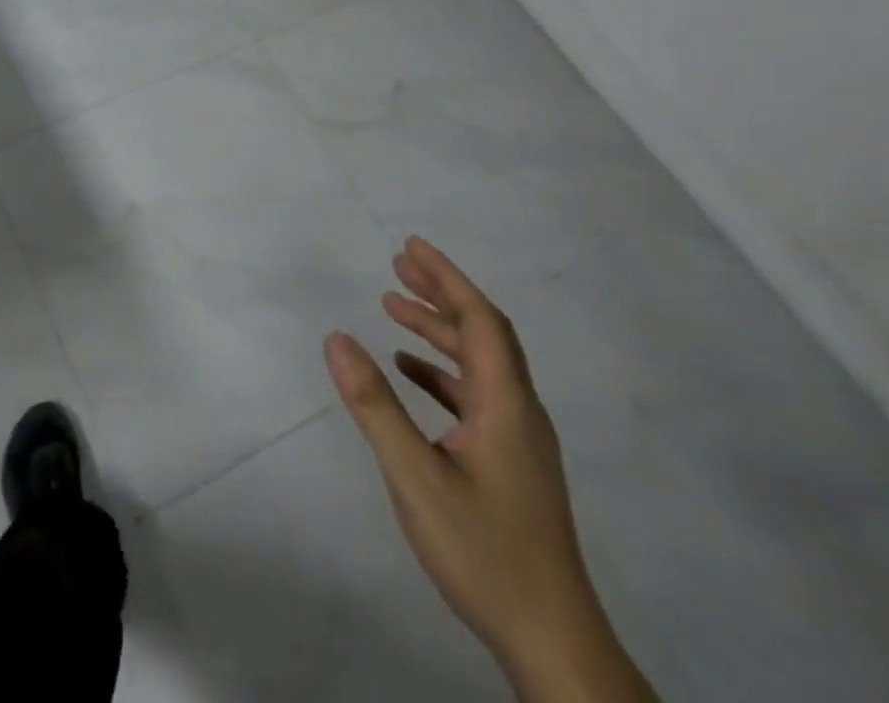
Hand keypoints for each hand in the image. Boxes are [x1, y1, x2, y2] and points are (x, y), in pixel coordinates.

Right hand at [325, 238, 642, 696]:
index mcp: (507, 406)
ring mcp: (518, 440)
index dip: (447, 278)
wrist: (551, 642)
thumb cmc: (484, 551)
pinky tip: (409, 372)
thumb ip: (375, 405)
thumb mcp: (416, 476)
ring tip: (393, 307)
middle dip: (441, 294)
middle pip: (483, 335)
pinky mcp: (510, 463)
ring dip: (438, 330)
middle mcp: (519, 413)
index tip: (411, 246)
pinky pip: (474, 395)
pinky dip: (440, 371)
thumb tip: (336, 338)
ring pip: (479, 365)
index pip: (481, 321)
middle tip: (397, 264)